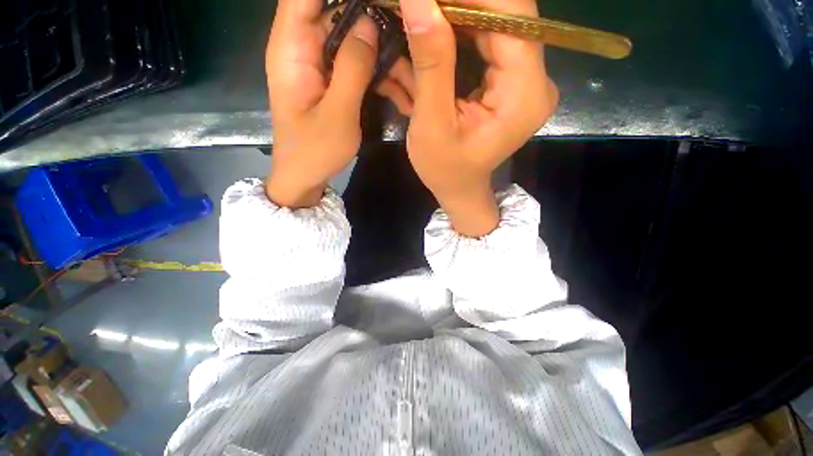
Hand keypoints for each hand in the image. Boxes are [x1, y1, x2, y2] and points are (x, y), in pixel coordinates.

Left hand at [265, 0, 415, 207]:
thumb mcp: (337, 114)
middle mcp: (304, 49)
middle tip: (405, 30)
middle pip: (336, 12)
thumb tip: (369, 24)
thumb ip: (352, 68)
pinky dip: (380, 77)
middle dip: (372, 18)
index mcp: (292, 49)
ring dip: (383, 55)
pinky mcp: (334, 84)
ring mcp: (321, 67)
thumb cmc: (314, 151)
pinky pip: (357, 67)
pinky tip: (402, 93)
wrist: (305, 177)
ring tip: (411, 72)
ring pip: (353, 41)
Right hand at [400, 0, 558, 235]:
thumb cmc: (445, 169)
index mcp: (523, 94)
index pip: (512, 14)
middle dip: (456, 5)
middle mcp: (535, 80)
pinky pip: (487, 41)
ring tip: (419, 22)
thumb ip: (431, 63)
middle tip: (418, 7)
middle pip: (504, 14)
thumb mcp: (432, 124)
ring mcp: (525, 79)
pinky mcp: (511, 81)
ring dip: (453, 18)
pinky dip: (457, 36)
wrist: (460, 189)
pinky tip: (431, 40)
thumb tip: (419, 0)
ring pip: (493, 23)